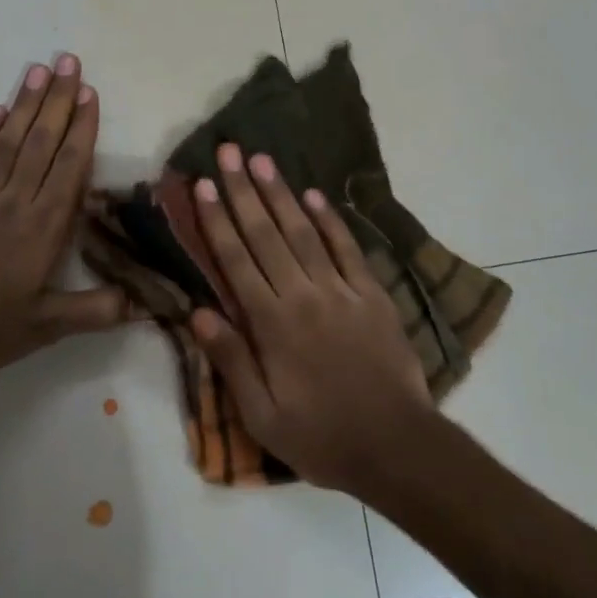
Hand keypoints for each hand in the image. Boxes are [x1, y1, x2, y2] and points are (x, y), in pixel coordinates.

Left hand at [0, 53, 128, 377]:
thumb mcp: (46, 328)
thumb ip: (94, 311)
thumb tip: (142, 303)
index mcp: (42, 228)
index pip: (68, 168)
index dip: (81, 129)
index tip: (90, 93)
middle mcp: (13, 203)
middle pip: (39, 144)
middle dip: (56, 101)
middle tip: (68, 61)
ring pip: (5, 144)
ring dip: (22, 106)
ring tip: (36, 70)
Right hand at [189, 143, 435, 494]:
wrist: (397, 446)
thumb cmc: (322, 437)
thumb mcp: (262, 415)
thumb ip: (231, 360)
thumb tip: (198, 311)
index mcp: (272, 324)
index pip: (236, 261)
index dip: (217, 220)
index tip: (202, 185)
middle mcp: (303, 296)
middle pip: (266, 235)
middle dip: (244, 190)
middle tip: (229, 151)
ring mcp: (341, 291)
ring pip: (304, 232)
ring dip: (281, 194)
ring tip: (263, 160)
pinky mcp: (372, 295)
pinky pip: (347, 249)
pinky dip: (330, 220)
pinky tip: (314, 195)